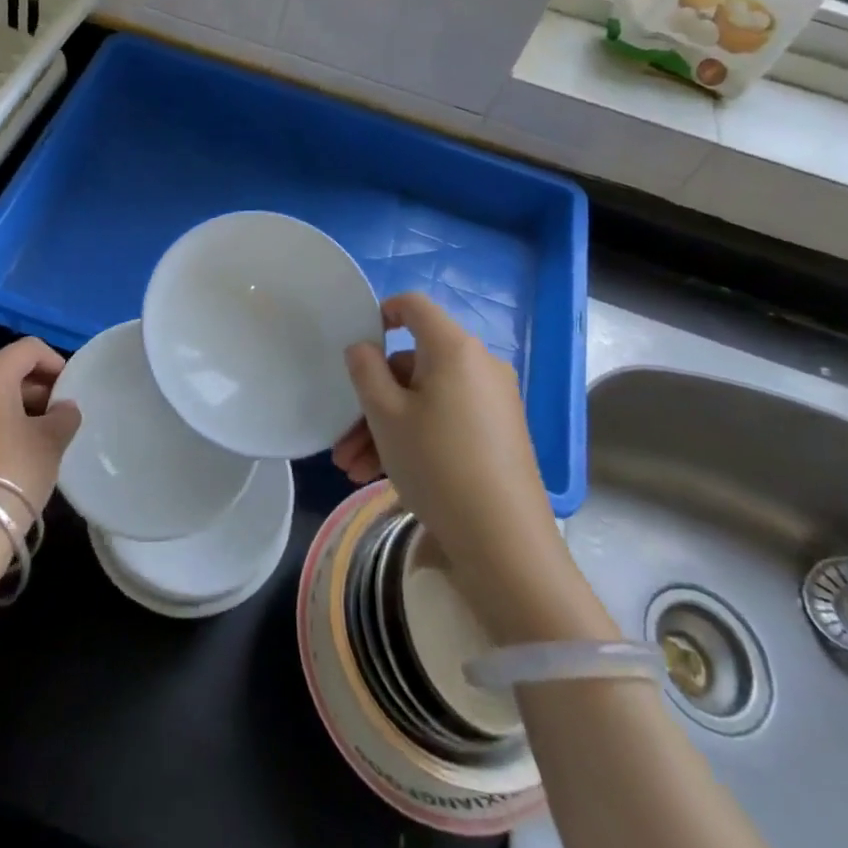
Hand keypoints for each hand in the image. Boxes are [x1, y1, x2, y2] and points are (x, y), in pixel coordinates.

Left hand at [0, 337, 81, 552]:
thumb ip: (64, 416)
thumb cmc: (12, 474)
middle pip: (2, 373)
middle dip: (33, 389)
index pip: (27, 349)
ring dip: (11, 412)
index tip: (69, 389)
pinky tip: (5, 463)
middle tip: (57, 417)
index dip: (54, 362)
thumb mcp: (51, 442)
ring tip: (34, 442)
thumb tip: (63, 408)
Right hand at [336, 294, 575, 638]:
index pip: (414, 306)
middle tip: (343, 441)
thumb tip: (363, 348)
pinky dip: (415, 437)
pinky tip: (381, 475)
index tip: (357, 345)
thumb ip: (365, 371)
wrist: (504, 541)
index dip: (381, 313)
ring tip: (352, 470)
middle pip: (413, 365)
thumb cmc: (436, 463)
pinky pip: (446, 419)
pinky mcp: (498, 434)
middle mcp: (478, 365)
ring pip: (425, 399)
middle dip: (372, 400)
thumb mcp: (386, 415)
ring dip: (386, 428)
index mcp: (453, 348)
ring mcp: (492, 401)